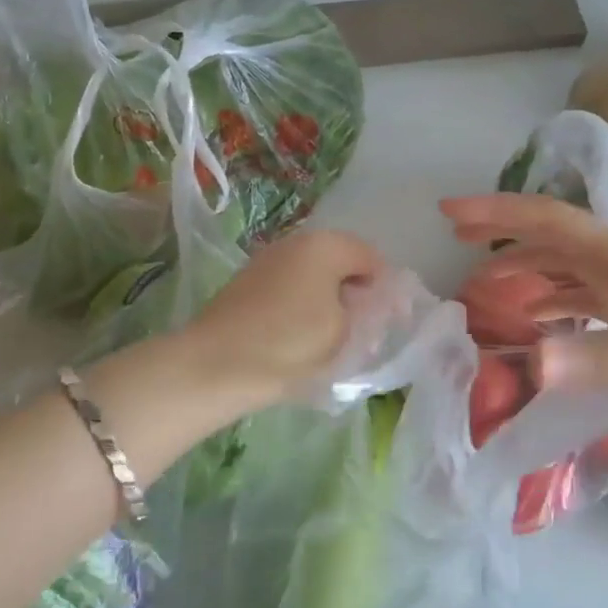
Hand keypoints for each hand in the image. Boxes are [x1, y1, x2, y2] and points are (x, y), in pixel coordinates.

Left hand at [183, 228, 386, 412]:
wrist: (216, 365)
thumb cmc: (290, 344)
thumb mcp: (345, 332)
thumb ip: (368, 312)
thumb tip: (372, 304)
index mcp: (325, 245)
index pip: (372, 258)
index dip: (387, 289)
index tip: (391, 323)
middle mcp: (296, 242)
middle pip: (341, 263)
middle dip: (358, 294)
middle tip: (364, 333)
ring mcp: (268, 260)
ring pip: (314, 276)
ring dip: (330, 301)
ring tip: (333, 341)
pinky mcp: (248, 283)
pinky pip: (290, 288)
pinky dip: (303, 307)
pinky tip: (300, 338)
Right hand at [441, 192, 607, 413]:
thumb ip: (596, 359)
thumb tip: (529, 364)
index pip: (545, 219)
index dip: (494, 212)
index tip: (448, 212)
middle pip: (551, 236)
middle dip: (502, 233)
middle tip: (457, 238)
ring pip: (568, 266)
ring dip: (527, 269)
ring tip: (488, 286)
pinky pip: (588, 295)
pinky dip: (557, 300)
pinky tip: (546, 323)